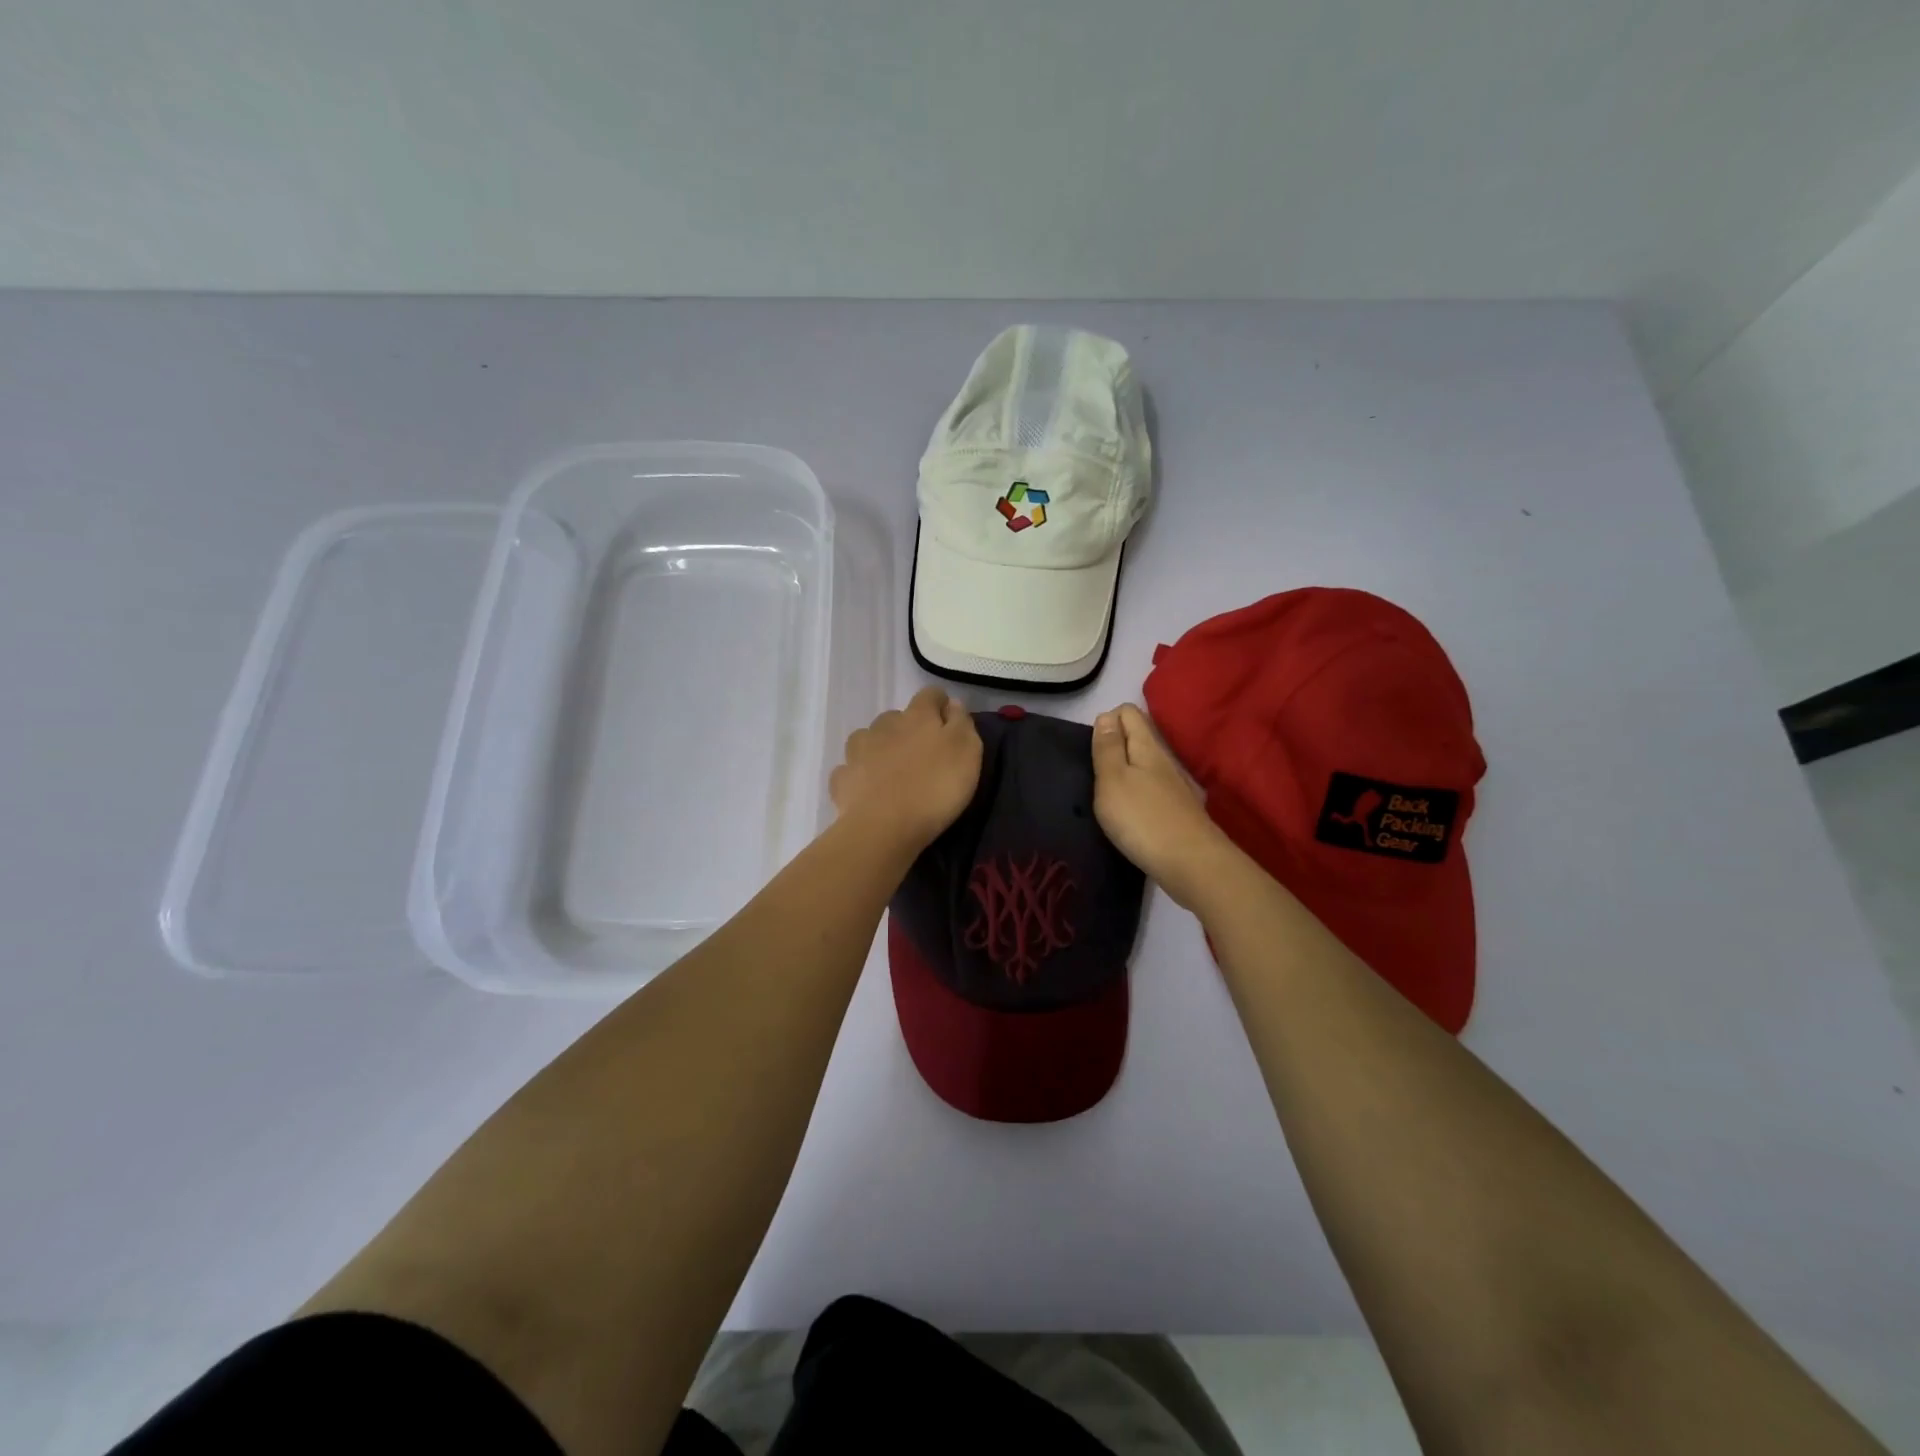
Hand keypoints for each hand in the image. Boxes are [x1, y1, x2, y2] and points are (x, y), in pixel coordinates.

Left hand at [830, 687, 982, 853]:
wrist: (884, 827)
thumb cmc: (934, 788)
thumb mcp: (967, 752)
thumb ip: (961, 723)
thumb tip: (952, 704)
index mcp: (917, 717)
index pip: (930, 695)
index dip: (941, 705)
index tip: (950, 723)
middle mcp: (884, 725)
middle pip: (897, 717)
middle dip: (908, 729)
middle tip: (922, 756)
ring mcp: (858, 751)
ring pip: (869, 738)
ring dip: (880, 748)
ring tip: (891, 771)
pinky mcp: (842, 778)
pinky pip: (850, 769)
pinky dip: (859, 775)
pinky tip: (867, 790)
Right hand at [1091, 704, 1233, 908]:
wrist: (1191, 864)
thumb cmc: (1142, 818)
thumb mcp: (1112, 780)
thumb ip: (1108, 747)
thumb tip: (1106, 715)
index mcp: (1147, 745)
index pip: (1129, 712)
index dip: (1107, 720)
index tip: (1092, 749)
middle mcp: (1165, 759)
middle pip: (1140, 735)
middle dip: (1116, 743)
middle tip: (1096, 771)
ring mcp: (1176, 785)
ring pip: (1147, 762)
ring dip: (1127, 768)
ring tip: (1108, 792)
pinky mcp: (1180, 809)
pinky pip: (1155, 786)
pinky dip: (1140, 790)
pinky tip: (1131, 811)